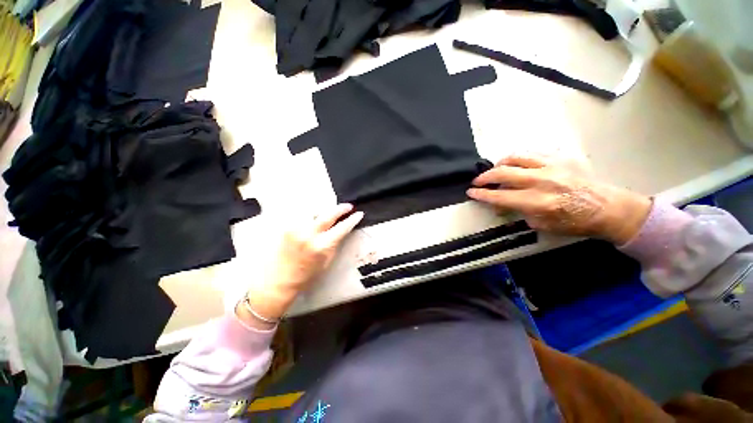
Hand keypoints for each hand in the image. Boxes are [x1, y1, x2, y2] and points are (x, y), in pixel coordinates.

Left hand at [237, 204, 363, 328]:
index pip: (342, 228)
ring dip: (324, 208)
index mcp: (321, 246)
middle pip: (328, 214)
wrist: (278, 281)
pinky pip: (301, 213)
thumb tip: (342, 230)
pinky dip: (310, 211)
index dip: (352, 220)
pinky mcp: (286, 227)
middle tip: (348, 206)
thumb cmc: (306, 276)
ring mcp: (295, 228)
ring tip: (329, 209)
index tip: (359, 214)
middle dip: (341, 209)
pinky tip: (314, 212)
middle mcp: (308, 234)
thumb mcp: (326, 261)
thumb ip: (335, 244)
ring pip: (313, 210)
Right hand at [467, 155, 650, 244]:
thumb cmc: (574, 222)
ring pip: (516, 157)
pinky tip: (516, 164)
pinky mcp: (562, 157)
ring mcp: (553, 166)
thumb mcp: (542, 225)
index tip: (470, 192)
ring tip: (496, 170)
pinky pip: (532, 152)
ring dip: (500, 163)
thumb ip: (518, 212)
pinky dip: (519, 158)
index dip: (482, 194)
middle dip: (485, 177)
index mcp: (538, 202)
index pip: (500, 196)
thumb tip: (501, 205)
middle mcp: (542, 181)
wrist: (607, 208)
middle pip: (504, 172)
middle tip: (477, 181)